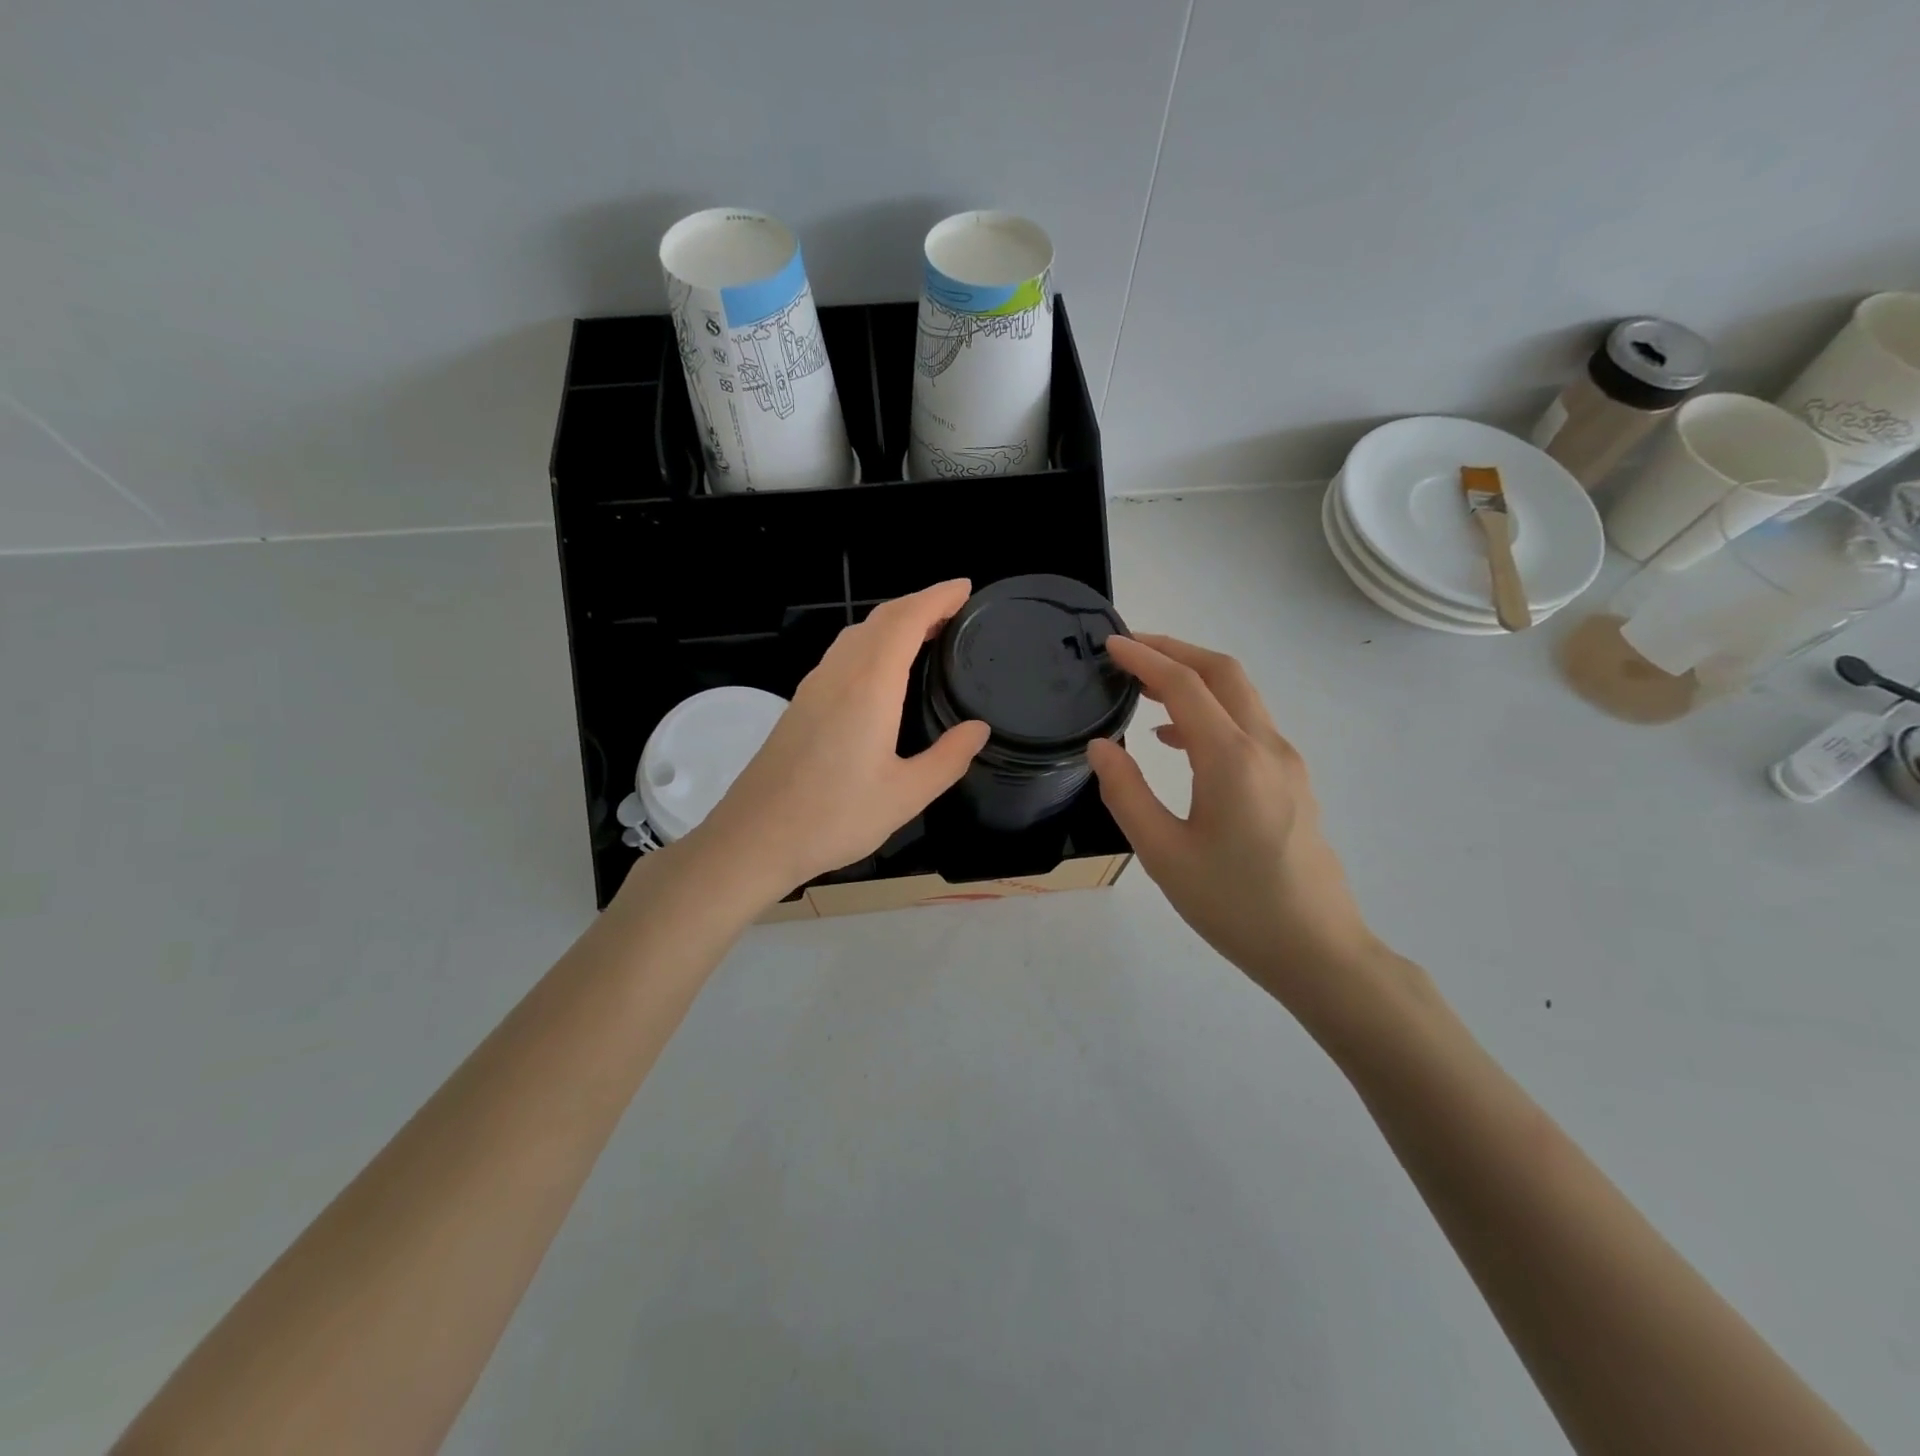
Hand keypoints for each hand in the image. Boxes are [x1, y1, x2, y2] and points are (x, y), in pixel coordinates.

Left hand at [692, 580, 990, 900]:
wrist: (755, 837)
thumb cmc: (834, 817)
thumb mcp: (906, 795)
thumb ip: (948, 758)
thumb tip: (978, 728)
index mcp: (869, 686)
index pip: (907, 620)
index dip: (938, 597)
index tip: (965, 588)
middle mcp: (839, 674)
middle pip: (881, 618)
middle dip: (919, 604)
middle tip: (955, 610)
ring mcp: (814, 686)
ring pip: (857, 633)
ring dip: (893, 622)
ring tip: (926, 633)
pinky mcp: (801, 704)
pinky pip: (843, 653)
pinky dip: (872, 642)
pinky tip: (883, 669)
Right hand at [1085, 635, 1380, 1016]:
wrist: (1318, 950)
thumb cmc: (1234, 905)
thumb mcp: (1163, 854)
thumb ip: (1127, 793)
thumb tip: (1101, 747)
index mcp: (1233, 760)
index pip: (1186, 686)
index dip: (1145, 658)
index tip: (1110, 644)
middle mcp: (1266, 747)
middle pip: (1224, 673)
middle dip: (1175, 651)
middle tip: (1129, 649)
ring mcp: (1286, 763)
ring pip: (1241, 697)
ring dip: (1195, 680)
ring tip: (1145, 688)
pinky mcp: (1292, 782)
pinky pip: (1248, 726)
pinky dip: (1211, 713)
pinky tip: (1177, 741)